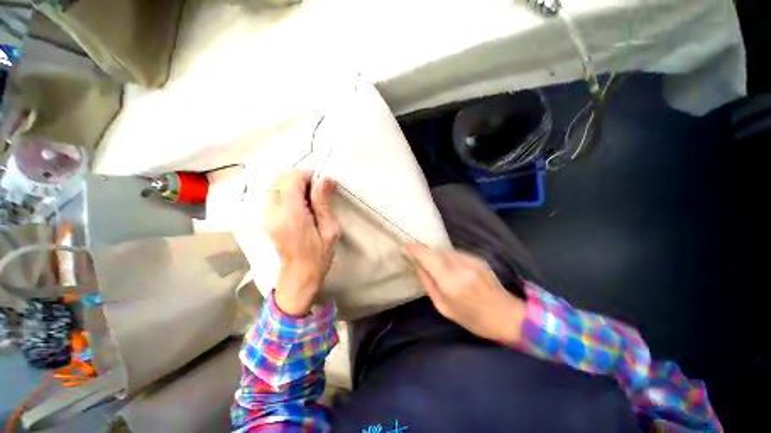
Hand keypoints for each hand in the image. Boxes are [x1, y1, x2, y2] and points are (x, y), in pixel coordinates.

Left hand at [266, 170, 339, 315]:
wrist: (300, 275)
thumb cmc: (319, 255)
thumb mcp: (329, 230)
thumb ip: (323, 203)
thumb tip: (325, 179)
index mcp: (292, 215)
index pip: (291, 181)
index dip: (306, 175)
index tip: (321, 182)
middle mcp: (274, 212)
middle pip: (279, 180)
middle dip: (298, 178)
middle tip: (316, 188)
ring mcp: (268, 216)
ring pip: (274, 187)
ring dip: (291, 184)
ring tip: (309, 196)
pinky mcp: (267, 220)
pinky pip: (273, 197)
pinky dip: (286, 193)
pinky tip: (300, 204)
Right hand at [405, 244, 525, 344]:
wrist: (506, 315)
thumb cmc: (472, 318)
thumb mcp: (444, 308)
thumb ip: (428, 284)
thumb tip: (418, 266)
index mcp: (450, 283)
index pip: (428, 257)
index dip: (415, 250)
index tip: (405, 247)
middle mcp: (461, 267)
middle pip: (436, 251)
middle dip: (425, 253)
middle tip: (418, 258)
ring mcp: (471, 260)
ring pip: (445, 251)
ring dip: (437, 255)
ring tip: (436, 266)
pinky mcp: (478, 258)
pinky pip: (456, 253)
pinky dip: (448, 257)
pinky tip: (451, 268)